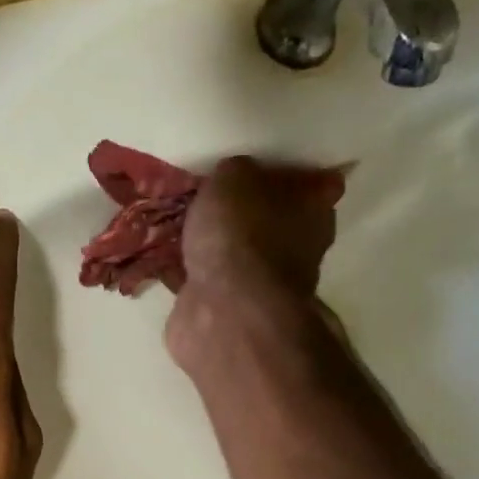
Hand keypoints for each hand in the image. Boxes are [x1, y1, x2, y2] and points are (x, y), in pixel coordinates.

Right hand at [178, 155, 345, 302]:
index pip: (317, 186)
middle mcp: (295, 250)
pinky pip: (203, 282)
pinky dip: (185, 273)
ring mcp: (261, 287)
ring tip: (178, 225)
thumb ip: (236, 172)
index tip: (266, 166)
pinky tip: (161, 258)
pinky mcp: (227, 312)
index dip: (294, 175)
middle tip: (212, 195)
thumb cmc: (244, 232)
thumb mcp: (236, 176)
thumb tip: (235, 179)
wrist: (227, 311)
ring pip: (235, 255)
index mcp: (313, 212)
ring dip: (212, 245)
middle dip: (245, 212)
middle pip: (272, 222)